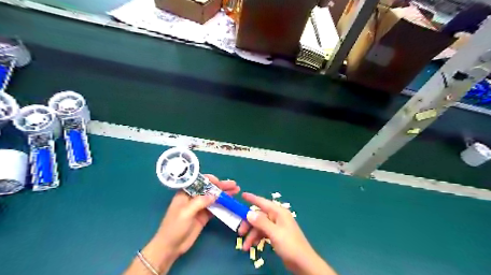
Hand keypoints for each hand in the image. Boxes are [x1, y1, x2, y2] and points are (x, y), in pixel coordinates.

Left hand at [153, 176, 238, 256]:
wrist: (170, 247)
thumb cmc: (174, 227)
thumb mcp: (186, 212)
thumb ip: (200, 202)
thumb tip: (214, 195)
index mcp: (186, 193)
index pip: (199, 182)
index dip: (210, 180)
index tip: (220, 182)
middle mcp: (194, 198)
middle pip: (209, 189)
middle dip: (221, 186)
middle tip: (234, 185)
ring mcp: (200, 207)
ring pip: (214, 197)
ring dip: (225, 194)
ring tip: (236, 190)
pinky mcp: (204, 216)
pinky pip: (216, 207)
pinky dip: (223, 204)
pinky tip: (231, 202)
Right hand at [238, 194, 337, 274]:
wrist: (302, 262)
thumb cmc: (290, 245)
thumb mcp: (274, 233)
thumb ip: (261, 222)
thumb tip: (249, 213)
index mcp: (279, 212)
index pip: (263, 202)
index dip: (252, 198)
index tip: (242, 195)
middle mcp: (277, 217)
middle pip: (259, 216)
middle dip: (249, 224)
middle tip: (240, 233)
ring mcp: (277, 226)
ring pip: (260, 226)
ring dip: (252, 235)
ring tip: (245, 247)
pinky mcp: (277, 235)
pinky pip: (264, 233)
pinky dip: (257, 238)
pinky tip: (253, 246)